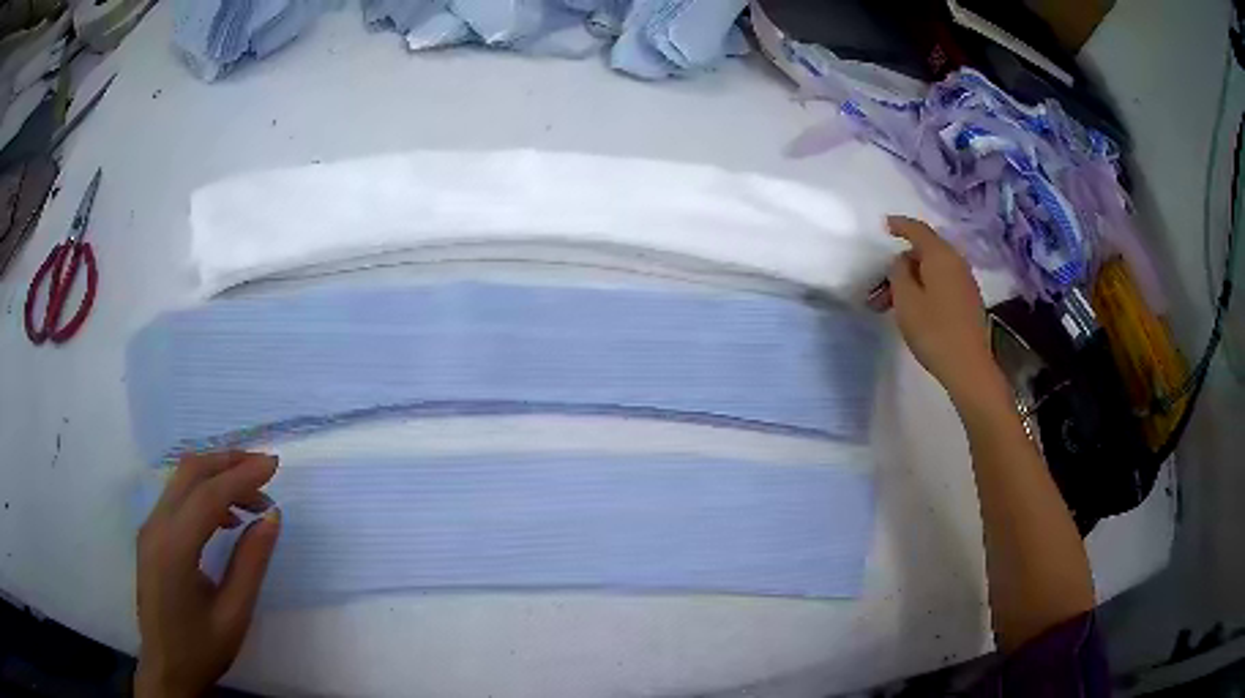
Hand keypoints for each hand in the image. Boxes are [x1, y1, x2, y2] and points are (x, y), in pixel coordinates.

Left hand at [136, 451, 280, 697]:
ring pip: (181, 480)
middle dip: (227, 462)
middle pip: (190, 473)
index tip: (274, 464)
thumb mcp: (234, 614)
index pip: (209, 495)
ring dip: (216, 476)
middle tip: (264, 470)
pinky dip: (203, 493)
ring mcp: (150, 527)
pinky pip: (176, 498)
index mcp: (175, 547)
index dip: (242, 475)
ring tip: (251, 497)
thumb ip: (251, 563)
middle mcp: (156, 525)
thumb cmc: (202, 649)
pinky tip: (225, 517)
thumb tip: (272, 516)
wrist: (166, 669)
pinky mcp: (151, 535)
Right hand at [884, 216, 1001, 403]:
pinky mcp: (968, 300)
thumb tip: (902, 262)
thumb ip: (899, 273)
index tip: (885, 225)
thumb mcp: (906, 300)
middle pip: (925, 251)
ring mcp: (965, 282)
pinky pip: (942, 282)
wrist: (968, 367)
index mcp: (940, 256)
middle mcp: (956, 262)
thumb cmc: (934, 331)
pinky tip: (914, 308)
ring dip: (911, 280)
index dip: (900, 225)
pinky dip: (925, 288)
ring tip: (892, 303)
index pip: (917, 230)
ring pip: (933, 269)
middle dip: (901, 264)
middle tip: (879, 286)